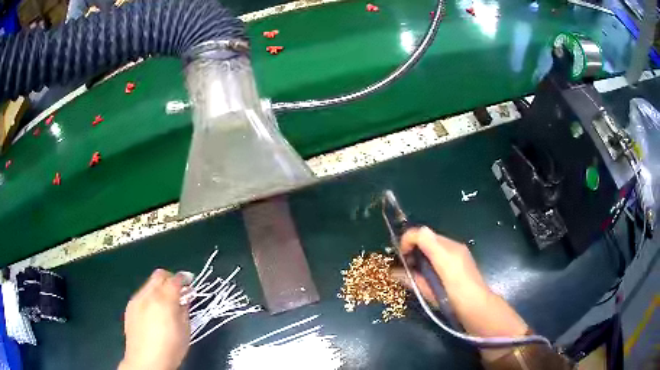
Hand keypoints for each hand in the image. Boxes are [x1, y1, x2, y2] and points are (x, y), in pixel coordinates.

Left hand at [118, 269, 189, 369]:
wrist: (146, 362)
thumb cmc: (171, 349)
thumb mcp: (185, 332)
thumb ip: (184, 311)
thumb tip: (185, 299)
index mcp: (164, 301)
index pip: (175, 280)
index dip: (184, 278)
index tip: (190, 281)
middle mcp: (148, 295)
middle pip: (159, 275)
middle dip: (170, 278)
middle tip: (179, 290)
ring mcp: (136, 300)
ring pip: (149, 284)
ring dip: (159, 288)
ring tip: (166, 303)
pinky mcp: (129, 307)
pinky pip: (141, 294)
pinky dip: (150, 297)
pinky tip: (154, 312)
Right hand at [392, 227, 528, 360]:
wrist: (478, 306)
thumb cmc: (454, 299)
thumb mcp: (430, 291)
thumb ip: (414, 277)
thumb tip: (394, 271)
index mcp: (445, 251)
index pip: (420, 233)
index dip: (406, 241)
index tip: (401, 258)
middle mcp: (452, 246)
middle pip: (427, 236)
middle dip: (413, 247)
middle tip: (407, 265)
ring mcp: (459, 250)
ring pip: (433, 243)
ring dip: (422, 251)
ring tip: (417, 270)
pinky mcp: (462, 256)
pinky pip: (442, 249)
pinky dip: (432, 255)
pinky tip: (431, 272)